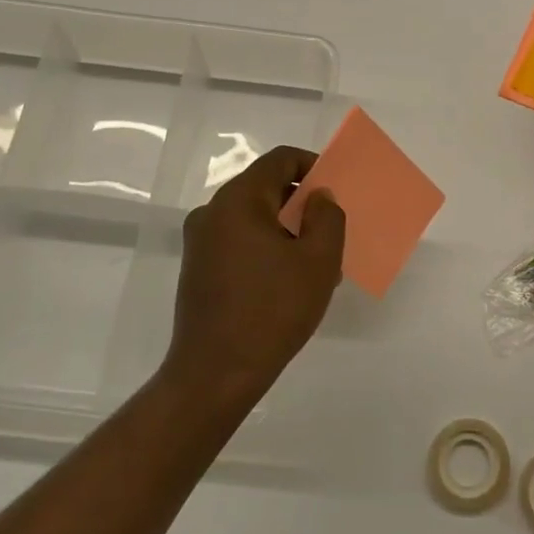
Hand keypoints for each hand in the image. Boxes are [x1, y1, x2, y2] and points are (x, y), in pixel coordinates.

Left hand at [160, 144, 346, 416]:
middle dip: (302, 203)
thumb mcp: (319, 260)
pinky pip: (239, 241)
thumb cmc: (273, 310)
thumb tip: (318, 197)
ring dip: (287, 230)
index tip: (335, 189)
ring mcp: (200, 242)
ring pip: (254, 218)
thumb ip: (327, 216)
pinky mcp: (197, 268)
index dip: (312, 165)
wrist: (216, 374)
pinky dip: (267, 248)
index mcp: (239, 200)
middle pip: (265, 187)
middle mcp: (212, 212)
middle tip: (331, 231)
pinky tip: (288, 282)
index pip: (280, 160)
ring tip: (316, 265)